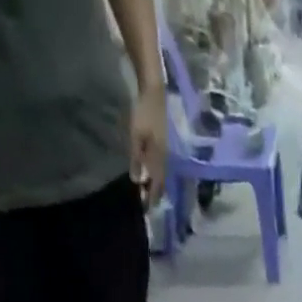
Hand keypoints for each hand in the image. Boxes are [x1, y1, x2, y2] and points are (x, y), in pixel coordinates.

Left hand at [129, 86, 167, 206]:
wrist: (155, 92)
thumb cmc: (144, 113)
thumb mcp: (136, 135)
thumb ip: (137, 158)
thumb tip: (137, 181)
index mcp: (159, 158)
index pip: (157, 183)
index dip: (152, 197)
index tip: (147, 209)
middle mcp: (165, 157)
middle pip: (162, 181)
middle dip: (156, 193)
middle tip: (149, 204)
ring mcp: (166, 150)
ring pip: (162, 173)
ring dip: (157, 185)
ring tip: (151, 193)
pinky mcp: (164, 143)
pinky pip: (162, 165)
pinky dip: (157, 174)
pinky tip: (152, 174)